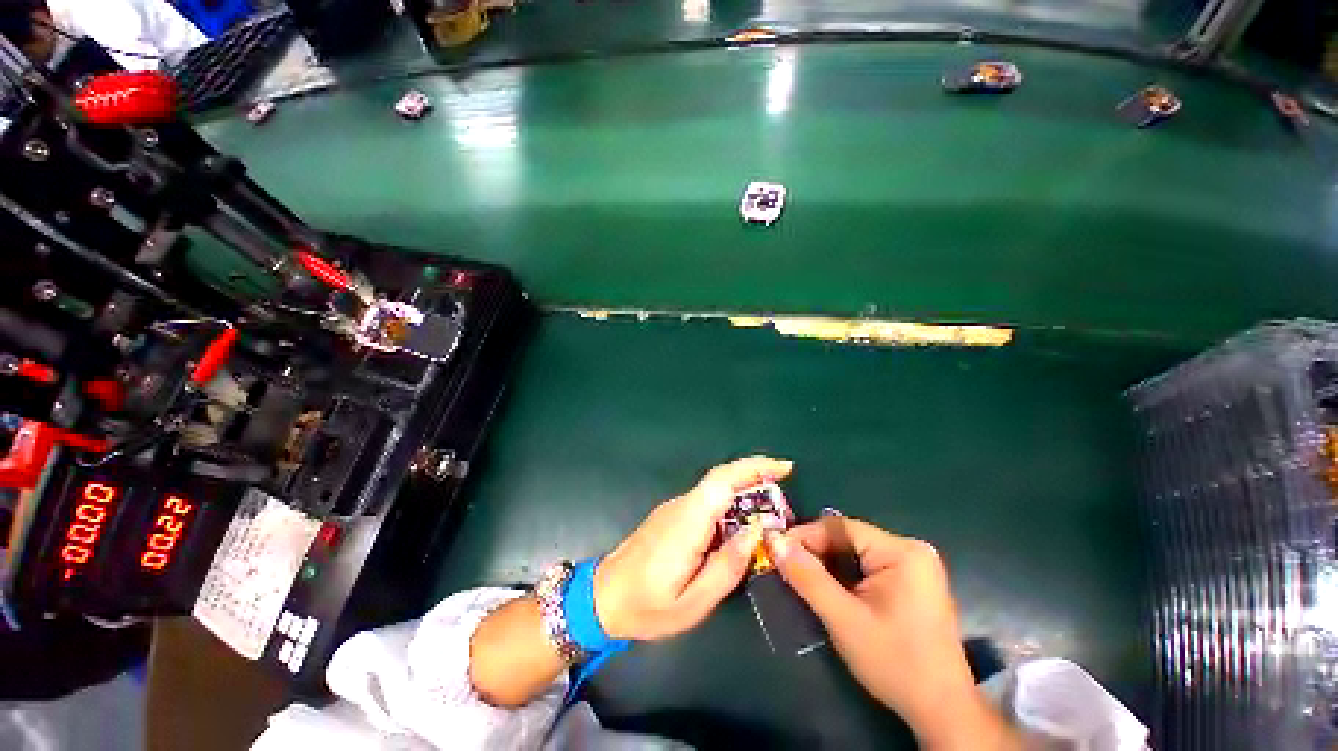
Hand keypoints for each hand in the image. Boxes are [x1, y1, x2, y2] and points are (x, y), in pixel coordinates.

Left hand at [593, 455, 793, 640]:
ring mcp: (674, 507)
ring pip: (715, 488)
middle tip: (786, 480)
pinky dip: (730, 501)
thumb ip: (728, 566)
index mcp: (688, 521)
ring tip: (773, 506)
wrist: (602, 597)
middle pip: (721, 478)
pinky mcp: (672, 514)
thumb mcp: (693, 602)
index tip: (785, 467)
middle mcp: (681, 505)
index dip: (754, 467)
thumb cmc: (647, 606)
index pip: (723, 481)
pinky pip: (707, 500)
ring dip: (745, 488)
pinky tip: (743, 520)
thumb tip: (756, 531)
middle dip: (755, 472)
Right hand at [766, 518, 1017, 750]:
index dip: (805, 535)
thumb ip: (807, 577)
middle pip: (848, 538)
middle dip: (816, 552)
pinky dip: (845, 575)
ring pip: (856, 552)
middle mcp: (911, 550)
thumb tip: (773, 540)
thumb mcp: (843, 619)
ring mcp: (914, 566)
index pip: (840, 527)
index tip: (776, 549)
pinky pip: (868, 566)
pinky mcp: (912, 582)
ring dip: (828, 564)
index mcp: (901, 551)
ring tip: (802, 578)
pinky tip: (830, 590)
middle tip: (786, 567)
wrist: (942, 711)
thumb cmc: (895, 663)